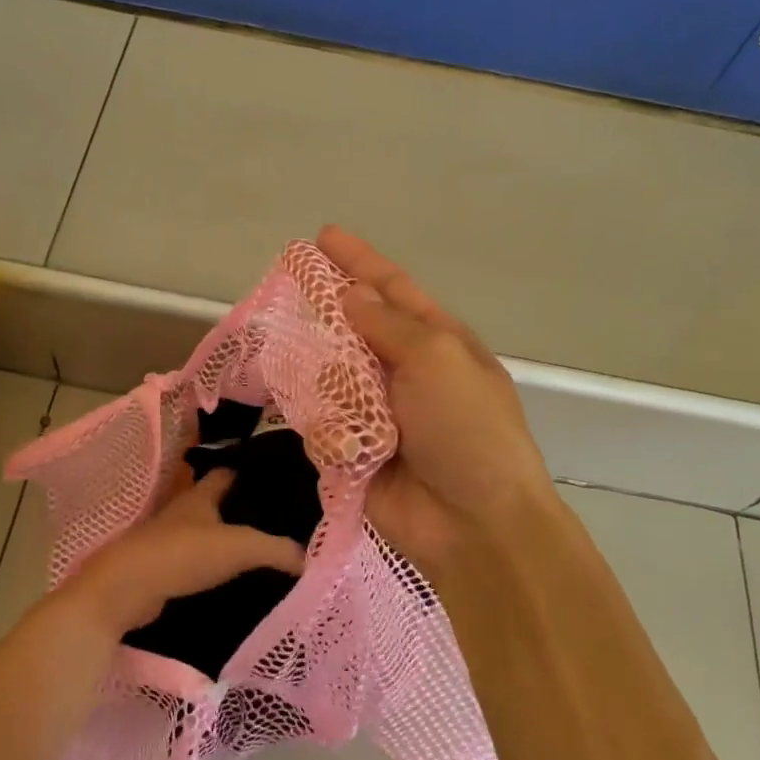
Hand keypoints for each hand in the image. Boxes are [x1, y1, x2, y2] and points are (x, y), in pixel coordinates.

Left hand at [72, 469, 304, 638]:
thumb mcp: (239, 547)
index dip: (249, 471)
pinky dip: (211, 564)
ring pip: (204, 531)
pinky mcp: (161, 567)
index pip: (227, 472)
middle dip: (240, 506)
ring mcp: (169, 539)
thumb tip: (308, 558)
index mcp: (200, 495)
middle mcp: (183, 510)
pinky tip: (232, 577)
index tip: (275, 478)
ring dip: (225, 536)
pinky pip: (194, 560)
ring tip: (259, 547)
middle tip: (276, 516)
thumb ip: (276, 549)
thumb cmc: (183, 554)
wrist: (127, 589)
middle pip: (215, 501)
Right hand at [317, 226, 559, 595]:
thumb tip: (349, 295)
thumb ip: (388, 324)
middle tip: (285, 287)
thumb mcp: (437, 358)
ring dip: (314, 362)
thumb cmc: (466, 430)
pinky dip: (316, 414)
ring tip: (289, 349)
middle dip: (324, 309)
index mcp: (438, 343)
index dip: (359, 260)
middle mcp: (407, 372)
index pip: (393, 288)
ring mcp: (379, 412)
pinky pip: (322, 420)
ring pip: (331, 372)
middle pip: (355, 328)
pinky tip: (305, 408)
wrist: (474, 524)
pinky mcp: (355, 450)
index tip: (322, 235)